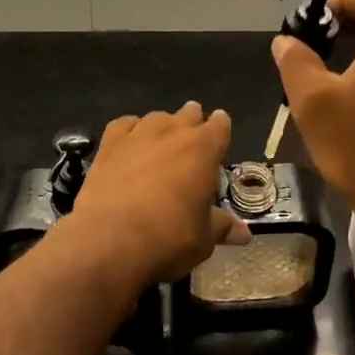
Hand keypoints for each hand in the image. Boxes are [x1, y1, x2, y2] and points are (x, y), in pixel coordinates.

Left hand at [71, 103, 249, 285]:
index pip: (220, 125)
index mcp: (203, 148)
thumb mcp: (203, 239)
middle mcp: (173, 131)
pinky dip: (131, 131)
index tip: (219, 137)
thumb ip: (222, 227)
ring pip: (157, 117)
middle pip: (189, 114)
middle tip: (191, 144)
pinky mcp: (109, 143)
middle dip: (193, 124)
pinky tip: (130, 144)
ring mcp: (139, 133)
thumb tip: (244, 234)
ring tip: (161, 146)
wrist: (110, 240)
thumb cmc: (169, 238)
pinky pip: (125, 125)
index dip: (221, 129)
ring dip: (163, 128)